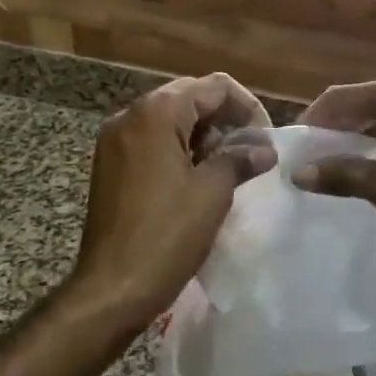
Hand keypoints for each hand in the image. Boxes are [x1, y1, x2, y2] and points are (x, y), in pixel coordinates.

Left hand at [72, 73, 274, 322]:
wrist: (112, 289)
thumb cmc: (167, 235)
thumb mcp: (212, 193)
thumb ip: (240, 159)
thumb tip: (265, 149)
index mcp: (155, 113)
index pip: (212, 87)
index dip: (247, 106)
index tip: (266, 139)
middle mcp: (129, 116)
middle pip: (188, 98)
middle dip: (225, 118)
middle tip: (251, 150)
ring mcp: (114, 142)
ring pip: (170, 120)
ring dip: (204, 135)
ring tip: (230, 166)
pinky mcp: (110, 166)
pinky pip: (152, 141)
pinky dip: (179, 149)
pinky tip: (199, 178)